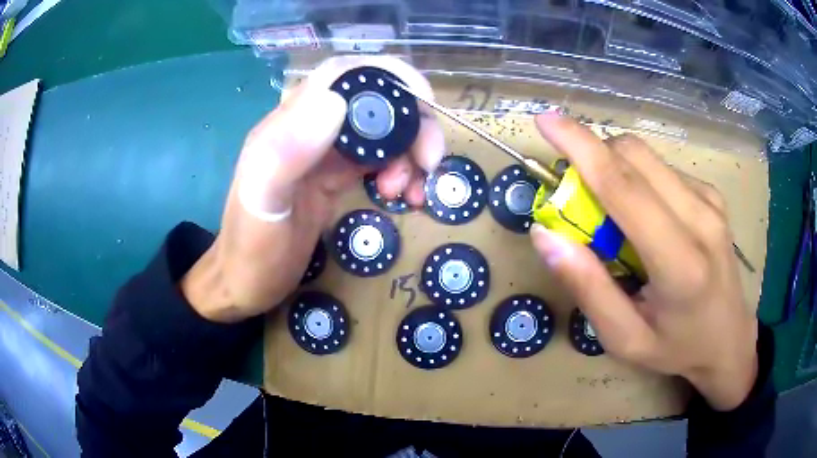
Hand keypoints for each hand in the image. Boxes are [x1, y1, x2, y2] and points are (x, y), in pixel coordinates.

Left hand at [181, 56, 444, 322]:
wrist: (245, 285)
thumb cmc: (251, 251)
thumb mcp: (263, 205)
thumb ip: (288, 152)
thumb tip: (337, 102)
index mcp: (289, 124)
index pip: (343, 75)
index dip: (388, 75)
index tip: (424, 102)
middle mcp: (309, 128)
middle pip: (373, 101)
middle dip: (412, 124)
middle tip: (430, 162)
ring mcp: (324, 152)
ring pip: (381, 131)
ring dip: (410, 153)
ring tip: (412, 192)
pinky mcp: (335, 176)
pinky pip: (378, 160)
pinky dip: (401, 172)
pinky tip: (404, 197)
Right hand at [530, 112, 757, 410]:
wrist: (729, 340)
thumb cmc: (676, 348)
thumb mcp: (625, 338)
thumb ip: (588, 288)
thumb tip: (546, 234)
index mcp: (680, 263)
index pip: (625, 187)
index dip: (581, 147)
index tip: (545, 120)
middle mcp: (701, 218)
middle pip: (635, 156)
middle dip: (594, 157)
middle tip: (579, 197)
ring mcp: (710, 201)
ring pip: (648, 158)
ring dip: (616, 170)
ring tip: (615, 217)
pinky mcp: (712, 194)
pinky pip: (663, 170)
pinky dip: (640, 180)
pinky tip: (646, 218)